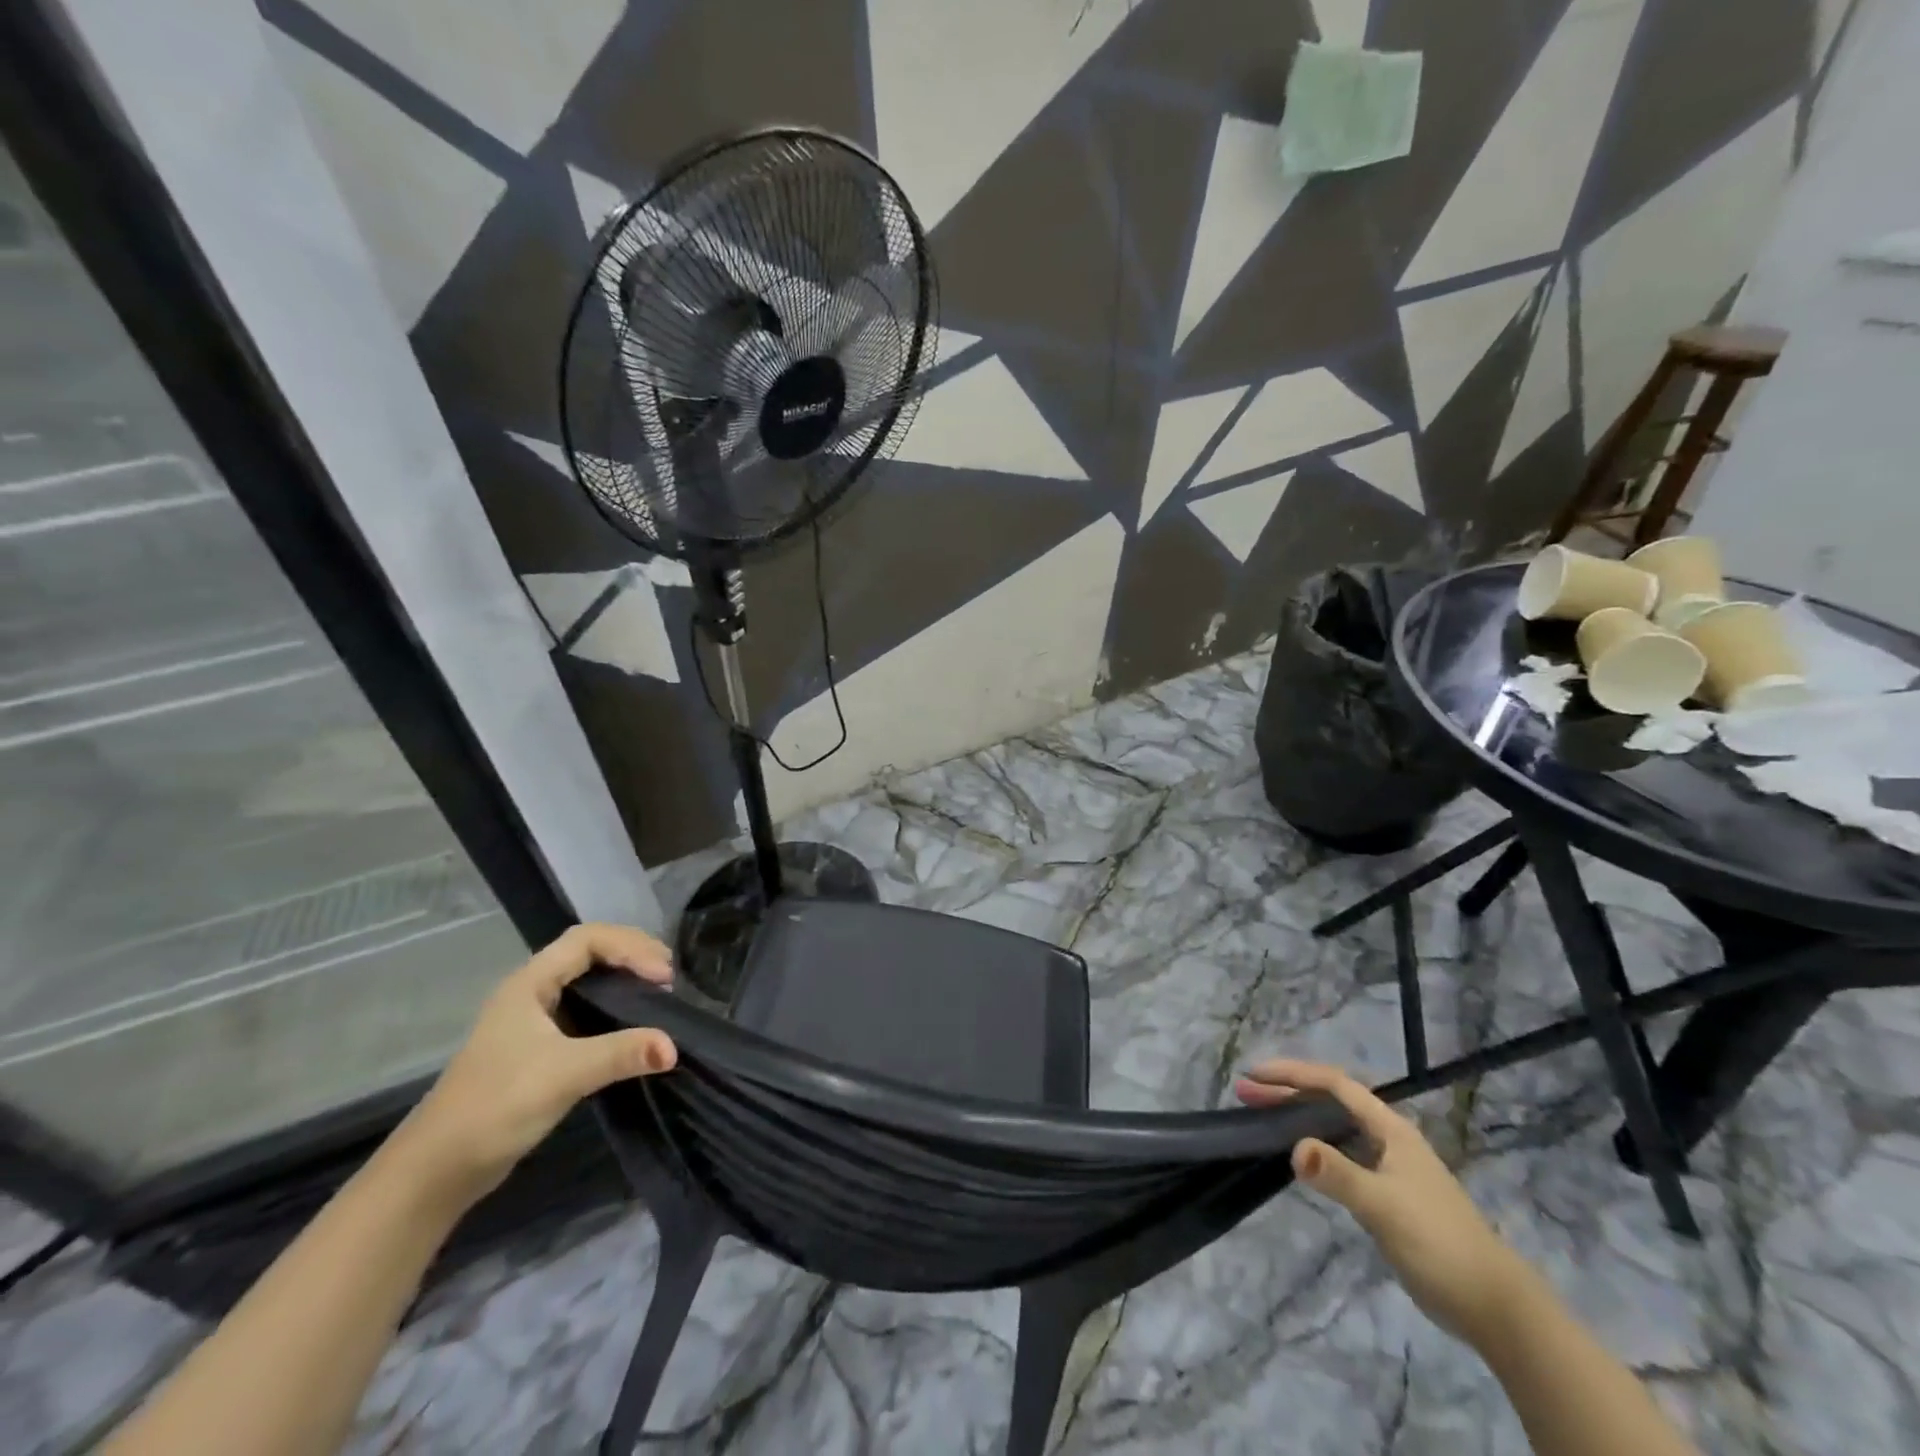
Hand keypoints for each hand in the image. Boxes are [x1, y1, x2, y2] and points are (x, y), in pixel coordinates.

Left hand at [388, 923, 676, 1207]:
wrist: (438, 1169)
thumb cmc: (496, 1106)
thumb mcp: (564, 1074)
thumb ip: (620, 1054)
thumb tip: (674, 1046)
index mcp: (530, 983)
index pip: (588, 939)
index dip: (630, 947)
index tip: (662, 976)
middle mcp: (532, 992)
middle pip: (590, 951)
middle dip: (632, 955)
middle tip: (668, 976)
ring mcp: (534, 1020)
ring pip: (587, 980)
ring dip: (624, 978)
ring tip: (659, 992)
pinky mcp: (539, 1048)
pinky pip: (585, 1008)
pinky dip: (614, 1005)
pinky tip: (633, 1024)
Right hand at [1237, 1058, 1532, 1349]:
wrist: (1495, 1306)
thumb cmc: (1439, 1243)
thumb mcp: (1384, 1207)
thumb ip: (1339, 1175)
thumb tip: (1294, 1148)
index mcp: (1390, 1129)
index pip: (1334, 1084)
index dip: (1293, 1074)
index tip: (1255, 1076)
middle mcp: (1387, 1138)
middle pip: (1330, 1102)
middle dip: (1287, 1093)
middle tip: (1244, 1093)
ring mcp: (1388, 1166)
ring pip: (1334, 1127)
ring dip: (1297, 1117)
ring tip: (1261, 1117)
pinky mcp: (1386, 1194)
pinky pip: (1340, 1153)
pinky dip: (1313, 1146)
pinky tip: (1298, 1157)